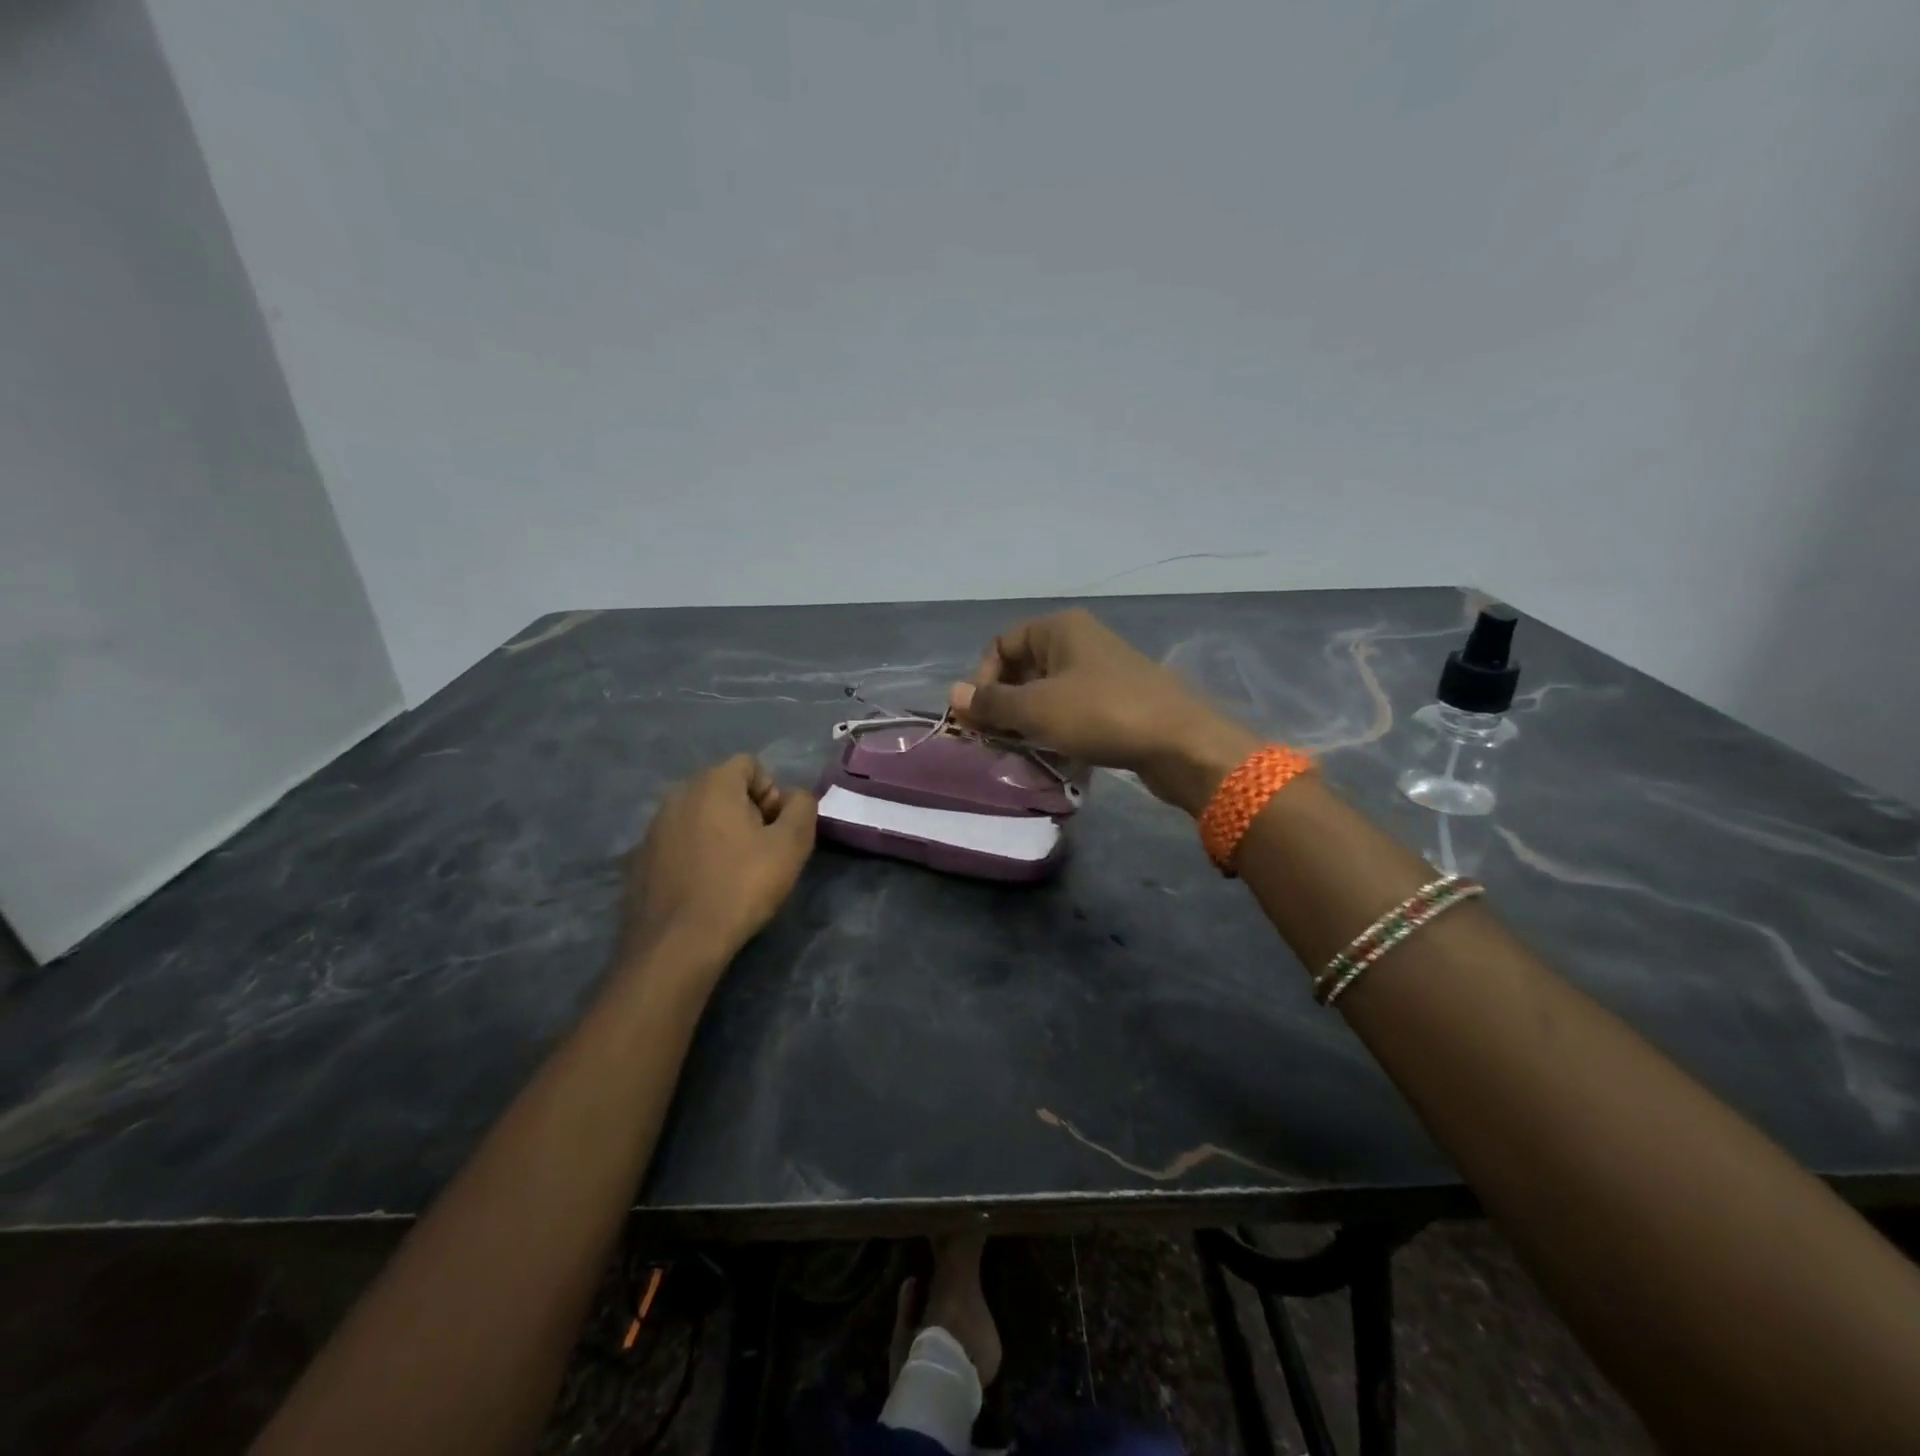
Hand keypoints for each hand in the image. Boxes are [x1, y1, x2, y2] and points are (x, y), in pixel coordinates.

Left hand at [618, 755, 817, 971]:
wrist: (677, 943)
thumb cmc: (741, 886)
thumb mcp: (791, 845)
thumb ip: (802, 807)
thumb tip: (795, 797)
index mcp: (712, 784)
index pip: (751, 765)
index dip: (772, 793)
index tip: (776, 829)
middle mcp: (677, 795)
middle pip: (724, 788)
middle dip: (748, 811)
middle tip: (761, 851)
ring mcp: (653, 827)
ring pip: (700, 816)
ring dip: (721, 833)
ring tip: (734, 872)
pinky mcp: (640, 859)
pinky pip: (679, 842)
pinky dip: (696, 854)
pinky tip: (706, 887)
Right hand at [949, 608, 1259, 815]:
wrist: (1180, 742)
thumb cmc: (1101, 714)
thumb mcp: (1037, 709)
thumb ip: (992, 703)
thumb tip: (951, 696)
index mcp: (1059, 628)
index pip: (1001, 644)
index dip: (982, 680)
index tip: (980, 719)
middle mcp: (1079, 641)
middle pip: (1023, 667)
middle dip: (1003, 703)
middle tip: (994, 739)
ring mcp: (1101, 670)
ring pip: (1047, 691)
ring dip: (1027, 719)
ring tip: (1020, 749)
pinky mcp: (1117, 700)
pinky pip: (1072, 708)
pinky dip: (1055, 728)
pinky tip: (1053, 753)